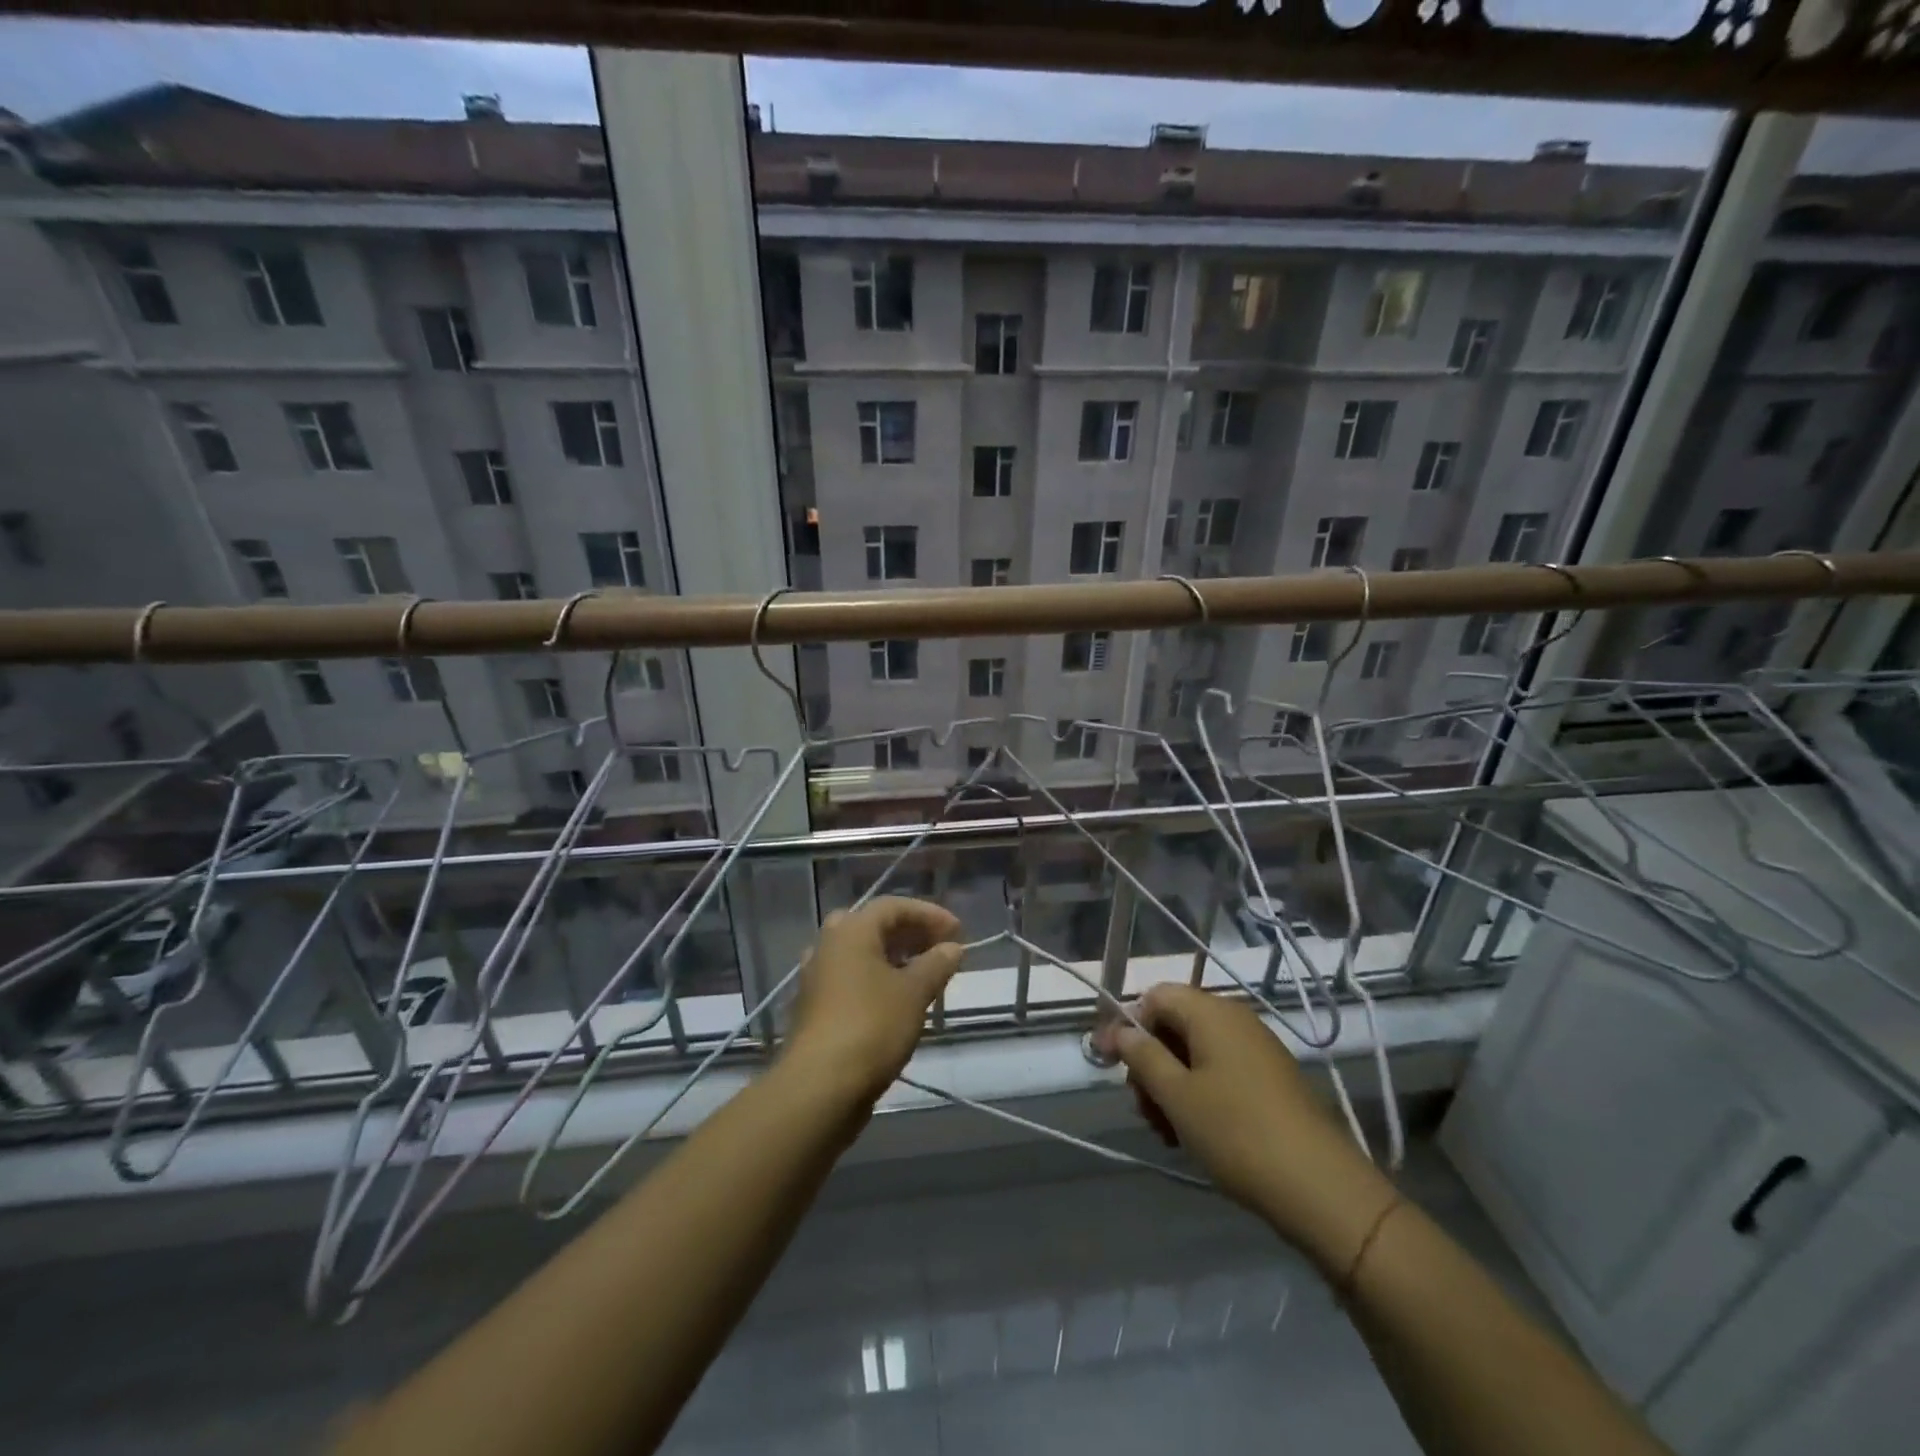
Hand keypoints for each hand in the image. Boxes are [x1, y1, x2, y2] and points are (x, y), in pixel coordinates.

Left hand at [783, 897, 963, 1105]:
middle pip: (873, 926)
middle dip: (908, 934)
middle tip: (937, 948)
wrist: (820, 1085)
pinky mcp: (814, 1007)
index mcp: (851, 931)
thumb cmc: (872, 1026)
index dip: (929, 914)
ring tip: (923, 975)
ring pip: (860, 954)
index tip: (957, 932)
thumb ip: (936, 964)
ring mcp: (817, 977)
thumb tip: (952, 947)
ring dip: (892, 958)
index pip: (894, 906)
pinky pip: (850, 978)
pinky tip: (897, 1001)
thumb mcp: (914, 992)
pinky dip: (876, 980)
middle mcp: (829, 945)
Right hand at [1097, 984, 1396, 1276]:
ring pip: (1195, 1054)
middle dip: (1149, 1063)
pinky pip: (1220, 1073)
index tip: (1108, 1063)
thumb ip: (1143, 1056)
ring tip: (1166, 1132)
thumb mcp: (1177, 1096)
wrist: (1321, 1188)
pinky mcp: (1270, 1079)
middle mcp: (1235, 1020)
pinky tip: (1192, 1134)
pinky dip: (1198, 1095)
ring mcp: (1256, 1049)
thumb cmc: (1237, 1133)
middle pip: (1174, 1025)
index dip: (1127, 1025)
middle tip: (1143, 1109)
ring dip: (1171, 1085)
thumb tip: (1121, 1030)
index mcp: (1211, 1012)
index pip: (1155, 996)